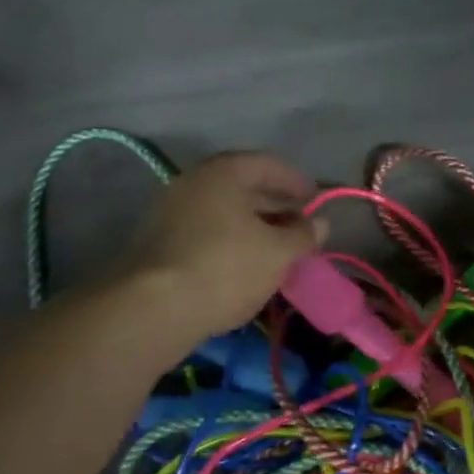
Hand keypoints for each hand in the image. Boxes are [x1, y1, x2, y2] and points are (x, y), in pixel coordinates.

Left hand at [117, 151, 325, 341]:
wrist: (153, 309)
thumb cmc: (225, 268)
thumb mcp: (277, 252)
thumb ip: (303, 235)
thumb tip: (320, 224)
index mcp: (223, 172)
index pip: (268, 164)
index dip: (297, 182)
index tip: (316, 201)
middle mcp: (193, 183)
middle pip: (244, 187)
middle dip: (276, 207)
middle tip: (301, 230)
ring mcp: (171, 212)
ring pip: (224, 213)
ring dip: (254, 228)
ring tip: (278, 252)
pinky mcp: (160, 243)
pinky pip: (206, 233)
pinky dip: (231, 242)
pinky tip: (246, 266)